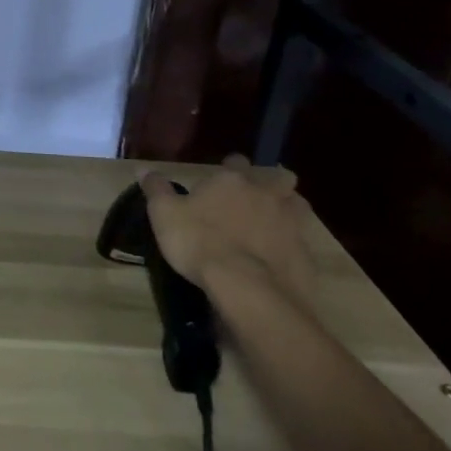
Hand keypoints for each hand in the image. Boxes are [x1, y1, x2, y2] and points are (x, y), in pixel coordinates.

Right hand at [140, 157, 314, 304]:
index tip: (221, 180)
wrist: (248, 288)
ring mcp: (292, 224)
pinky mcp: (306, 256)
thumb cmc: (200, 242)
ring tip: (273, 224)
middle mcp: (266, 195)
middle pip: (279, 178)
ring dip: (288, 211)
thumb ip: (156, 189)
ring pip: (298, 207)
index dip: (230, 168)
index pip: (235, 162)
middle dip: (271, 184)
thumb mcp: (164, 214)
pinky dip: (292, 247)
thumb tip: (144, 170)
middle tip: (256, 198)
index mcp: (232, 180)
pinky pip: (302, 243)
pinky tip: (278, 260)